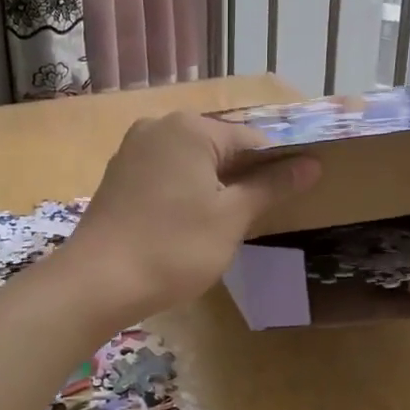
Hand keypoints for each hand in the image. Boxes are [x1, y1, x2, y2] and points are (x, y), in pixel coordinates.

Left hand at [65, 112, 320, 322]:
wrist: (97, 282)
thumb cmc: (174, 248)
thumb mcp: (232, 218)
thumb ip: (271, 186)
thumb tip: (312, 164)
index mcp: (190, 128)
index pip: (252, 140)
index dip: (277, 168)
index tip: (292, 198)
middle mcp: (159, 126)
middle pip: (220, 147)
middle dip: (243, 177)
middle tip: (257, 217)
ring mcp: (133, 150)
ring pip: (192, 161)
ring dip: (214, 186)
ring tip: (226, 224)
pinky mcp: (118, 175)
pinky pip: (166, 174)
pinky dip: (185, 192)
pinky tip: (189, 223)